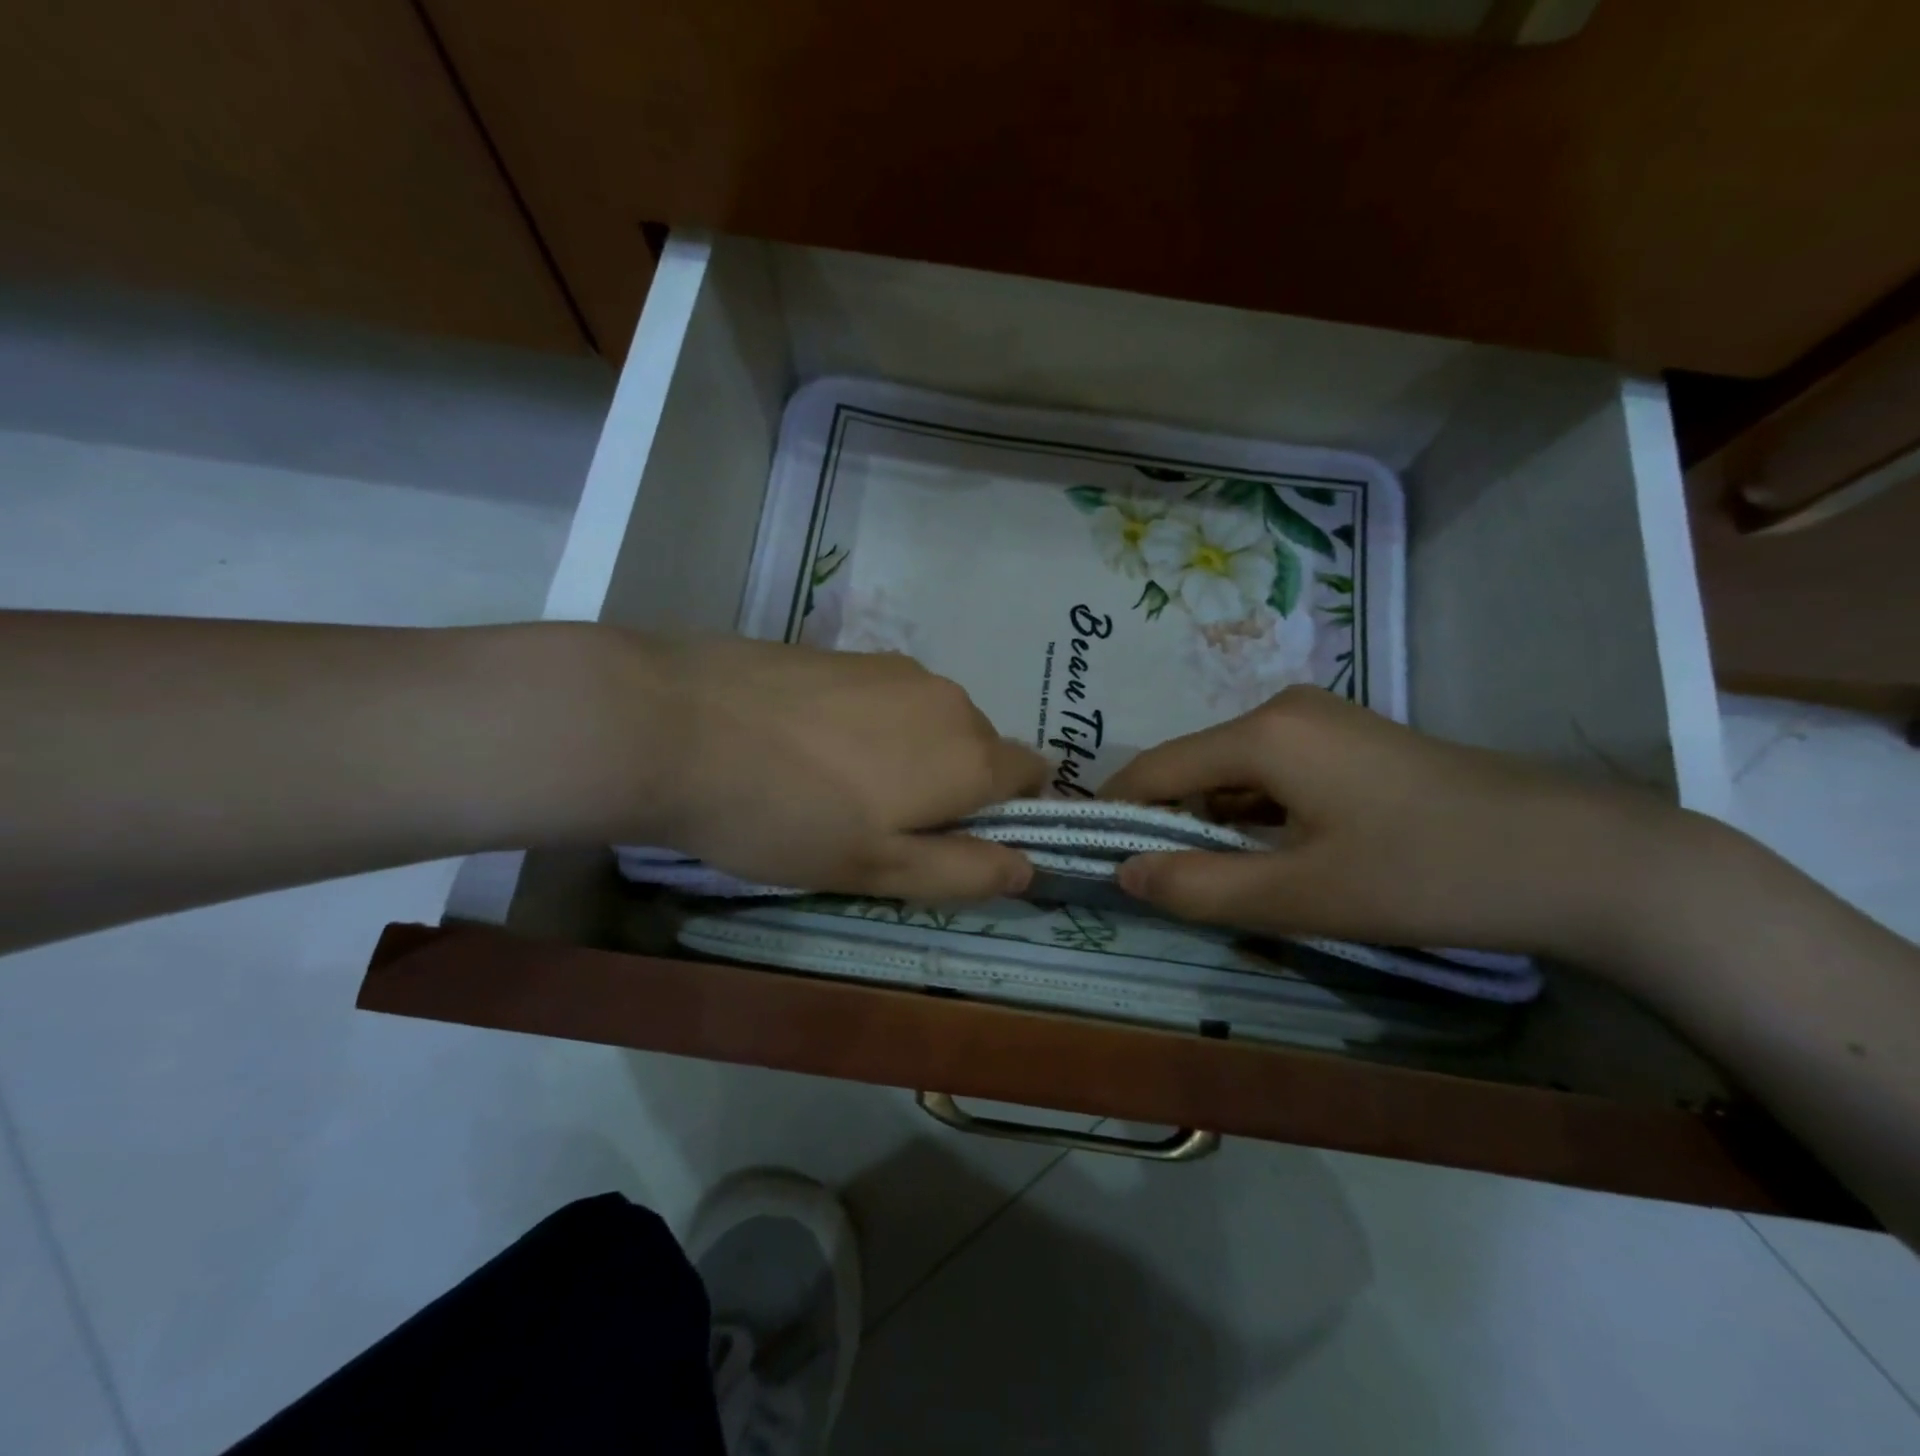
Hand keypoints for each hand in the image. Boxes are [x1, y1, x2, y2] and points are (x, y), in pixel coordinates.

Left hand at [629, 636, 1046, 900]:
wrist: (675, 724)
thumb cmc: (785, 816)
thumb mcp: (878, 868)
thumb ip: (963, 870)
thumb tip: (1028, 868)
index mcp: (970, 754)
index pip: (1032, 774)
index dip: (1009, 813)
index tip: (956, 842)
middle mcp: (948, 699)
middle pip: (979, 749)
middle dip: (954, 788)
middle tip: (883, 828)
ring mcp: (896, 668)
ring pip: (931, 722)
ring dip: (911, 756)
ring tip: (837, 787)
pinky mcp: (848, 652)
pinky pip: (889, 698)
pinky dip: (873, 727)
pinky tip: (809, 747)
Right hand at [1099, 686, 1678, 958]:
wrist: (1583, 859)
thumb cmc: (1427, 874)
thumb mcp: (1301, 895)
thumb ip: (1199, 886)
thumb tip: (1124, 872)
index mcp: (1263, 733)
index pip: (1155, 769)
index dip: (1118, 813)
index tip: (1093, 857)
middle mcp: (1283, 709)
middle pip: (1194, 767)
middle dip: (1171, 824)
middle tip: (1167, 887)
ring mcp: (1323, 721)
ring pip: (1235, 773)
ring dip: (1217, 823)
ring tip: (1224, 881)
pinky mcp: (1352, 742)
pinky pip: (1275, 774)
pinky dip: (1258, 815)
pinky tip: (1280, 858)